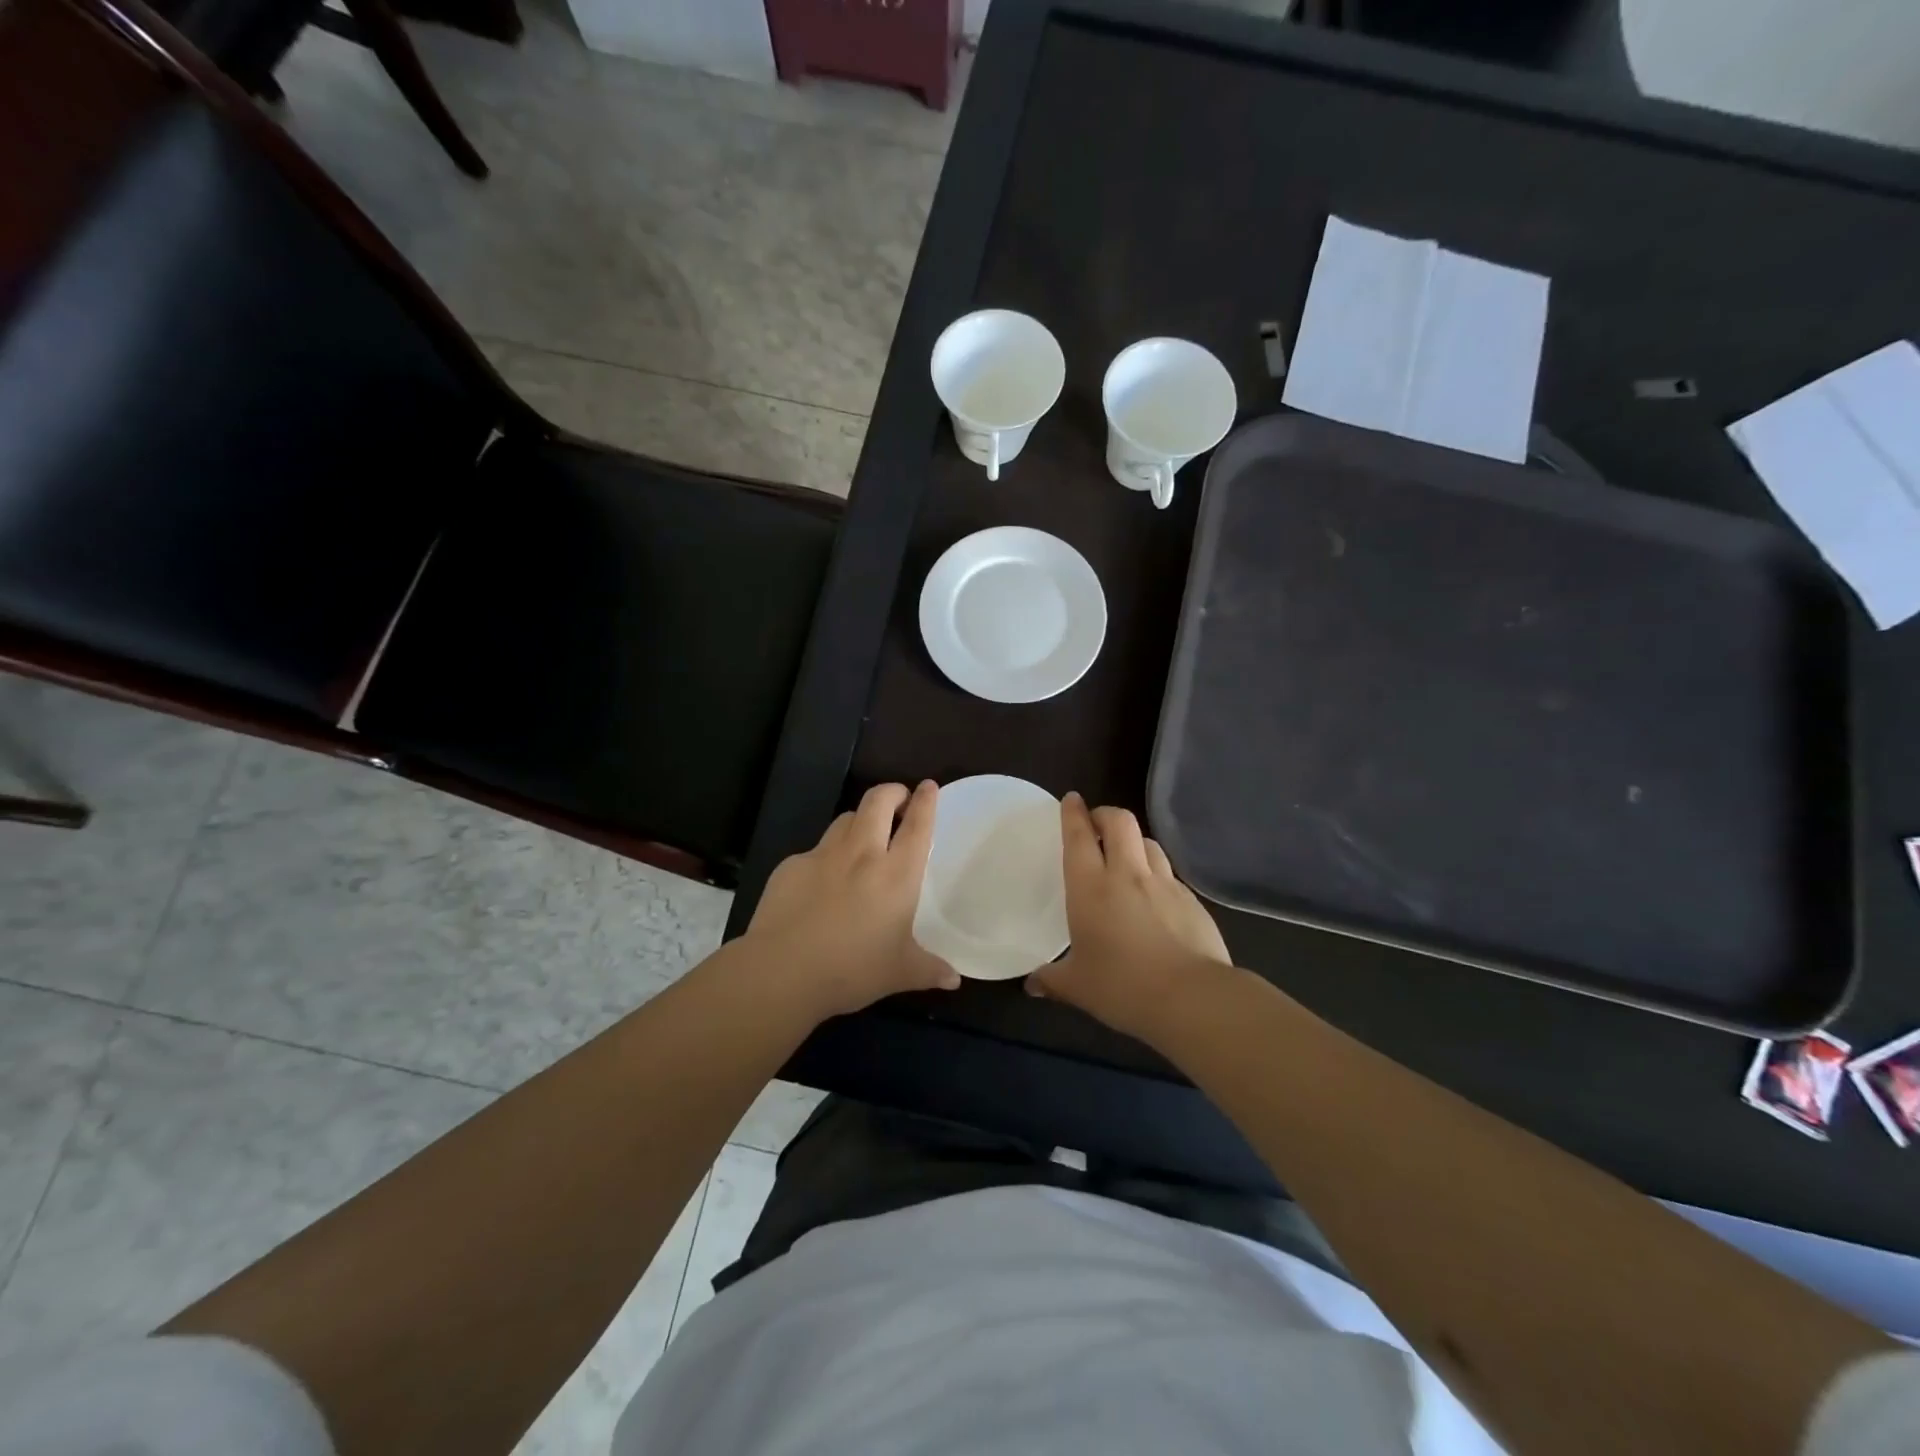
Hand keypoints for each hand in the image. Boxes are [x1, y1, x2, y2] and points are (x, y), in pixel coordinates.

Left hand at [744, 781, 960, 1018]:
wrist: (782, 971)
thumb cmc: (852, 970)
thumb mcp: (900, 973)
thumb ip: (930, 969)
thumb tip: (953, 979)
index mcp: (896, 874)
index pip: (917, 825)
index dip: (926, 801)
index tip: (929, 786)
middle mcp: (862, 853)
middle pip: (878, 801)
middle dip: (892, 792)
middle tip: (899, 800)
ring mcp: (823, 855)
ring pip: (846, 818)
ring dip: (860, 818)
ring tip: (864, 834)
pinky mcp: (791, 865)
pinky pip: (815, 850)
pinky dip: (826, 856)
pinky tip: (822, 882)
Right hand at [1026, 793, 1232, 1042]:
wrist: (1192, 998)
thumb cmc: (1123, 987)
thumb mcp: (1078, 987)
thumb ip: (1051, 980)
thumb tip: (1031, 985)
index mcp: (1091, 887)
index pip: (1079, 836)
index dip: (1073, 813)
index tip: (1071, 799)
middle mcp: (1128, 874)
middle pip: (1120, 822)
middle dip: (1105, 814)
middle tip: (1096, 826)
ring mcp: (1165, 884)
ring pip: (1149, 843)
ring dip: (1134, 842)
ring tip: (1126, 858)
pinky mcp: (1192, 901)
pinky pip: (1170, 874)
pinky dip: (1158, 874)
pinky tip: (1155, 898)